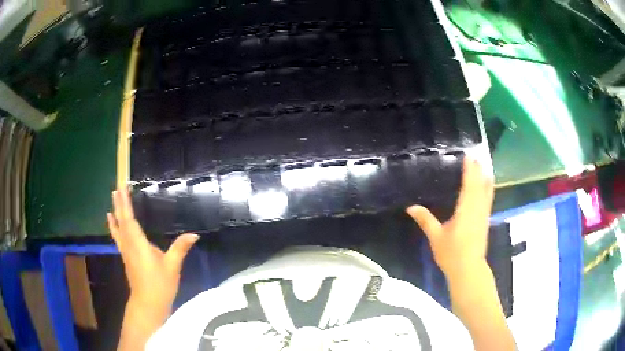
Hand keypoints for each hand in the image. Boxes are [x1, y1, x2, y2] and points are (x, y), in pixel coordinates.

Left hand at [107, 188, 198, 325]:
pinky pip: (118, 237)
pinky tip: (112, 222)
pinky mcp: (127, 258)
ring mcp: (126, 252)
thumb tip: (194, 234)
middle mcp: (129, 246)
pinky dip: (114, 227)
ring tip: (112, 200)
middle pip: (122, 222)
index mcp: (139, 245)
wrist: (148, 304)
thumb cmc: (160, 285)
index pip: (130, 220)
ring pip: (118, 229)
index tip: (122, 189)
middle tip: (117, 188)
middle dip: (119, 205)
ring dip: (116, 214)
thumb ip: (180, 248)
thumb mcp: (172, 267)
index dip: (126, 205)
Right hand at [406, 157, 493, 278]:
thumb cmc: (451, 254)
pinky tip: (488, 186)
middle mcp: (477, 210)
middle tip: (475, 157)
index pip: (468, 186)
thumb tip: (411, 207)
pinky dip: (488, 189)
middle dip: (477, 171)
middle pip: (479, 186)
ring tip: (484, 166)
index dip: (469, 171)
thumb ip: (425, 220)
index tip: (469, 157)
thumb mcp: (436, 237)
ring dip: (485, 178)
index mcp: (465, 211)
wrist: (468, 269)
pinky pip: (488, 200)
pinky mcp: (485, 221)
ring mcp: (483, 216)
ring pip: (486, 193)